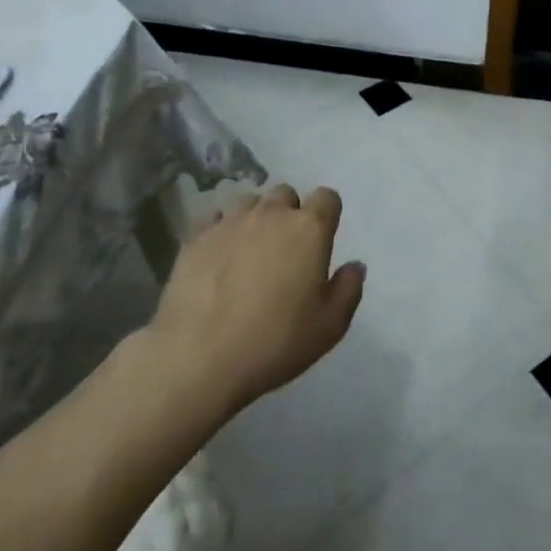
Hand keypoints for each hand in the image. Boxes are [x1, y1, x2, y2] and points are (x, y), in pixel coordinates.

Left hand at [140, 183, 365, 417]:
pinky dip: (221, 228)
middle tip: (285, 247)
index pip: (327, 197)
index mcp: (309, 229)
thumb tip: (355, 266)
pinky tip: (218, 253)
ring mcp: (230, 222)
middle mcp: (271, 214)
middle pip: (285, 193)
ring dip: (255, 216)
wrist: (199, 357)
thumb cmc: (275, 341)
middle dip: (289, 212)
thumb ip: (348, 289)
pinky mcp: (196, 237)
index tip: (322, 238)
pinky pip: (214, 217)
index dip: (327, 214)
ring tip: (249, 248)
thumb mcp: (329, 326)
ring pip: (249, 201)